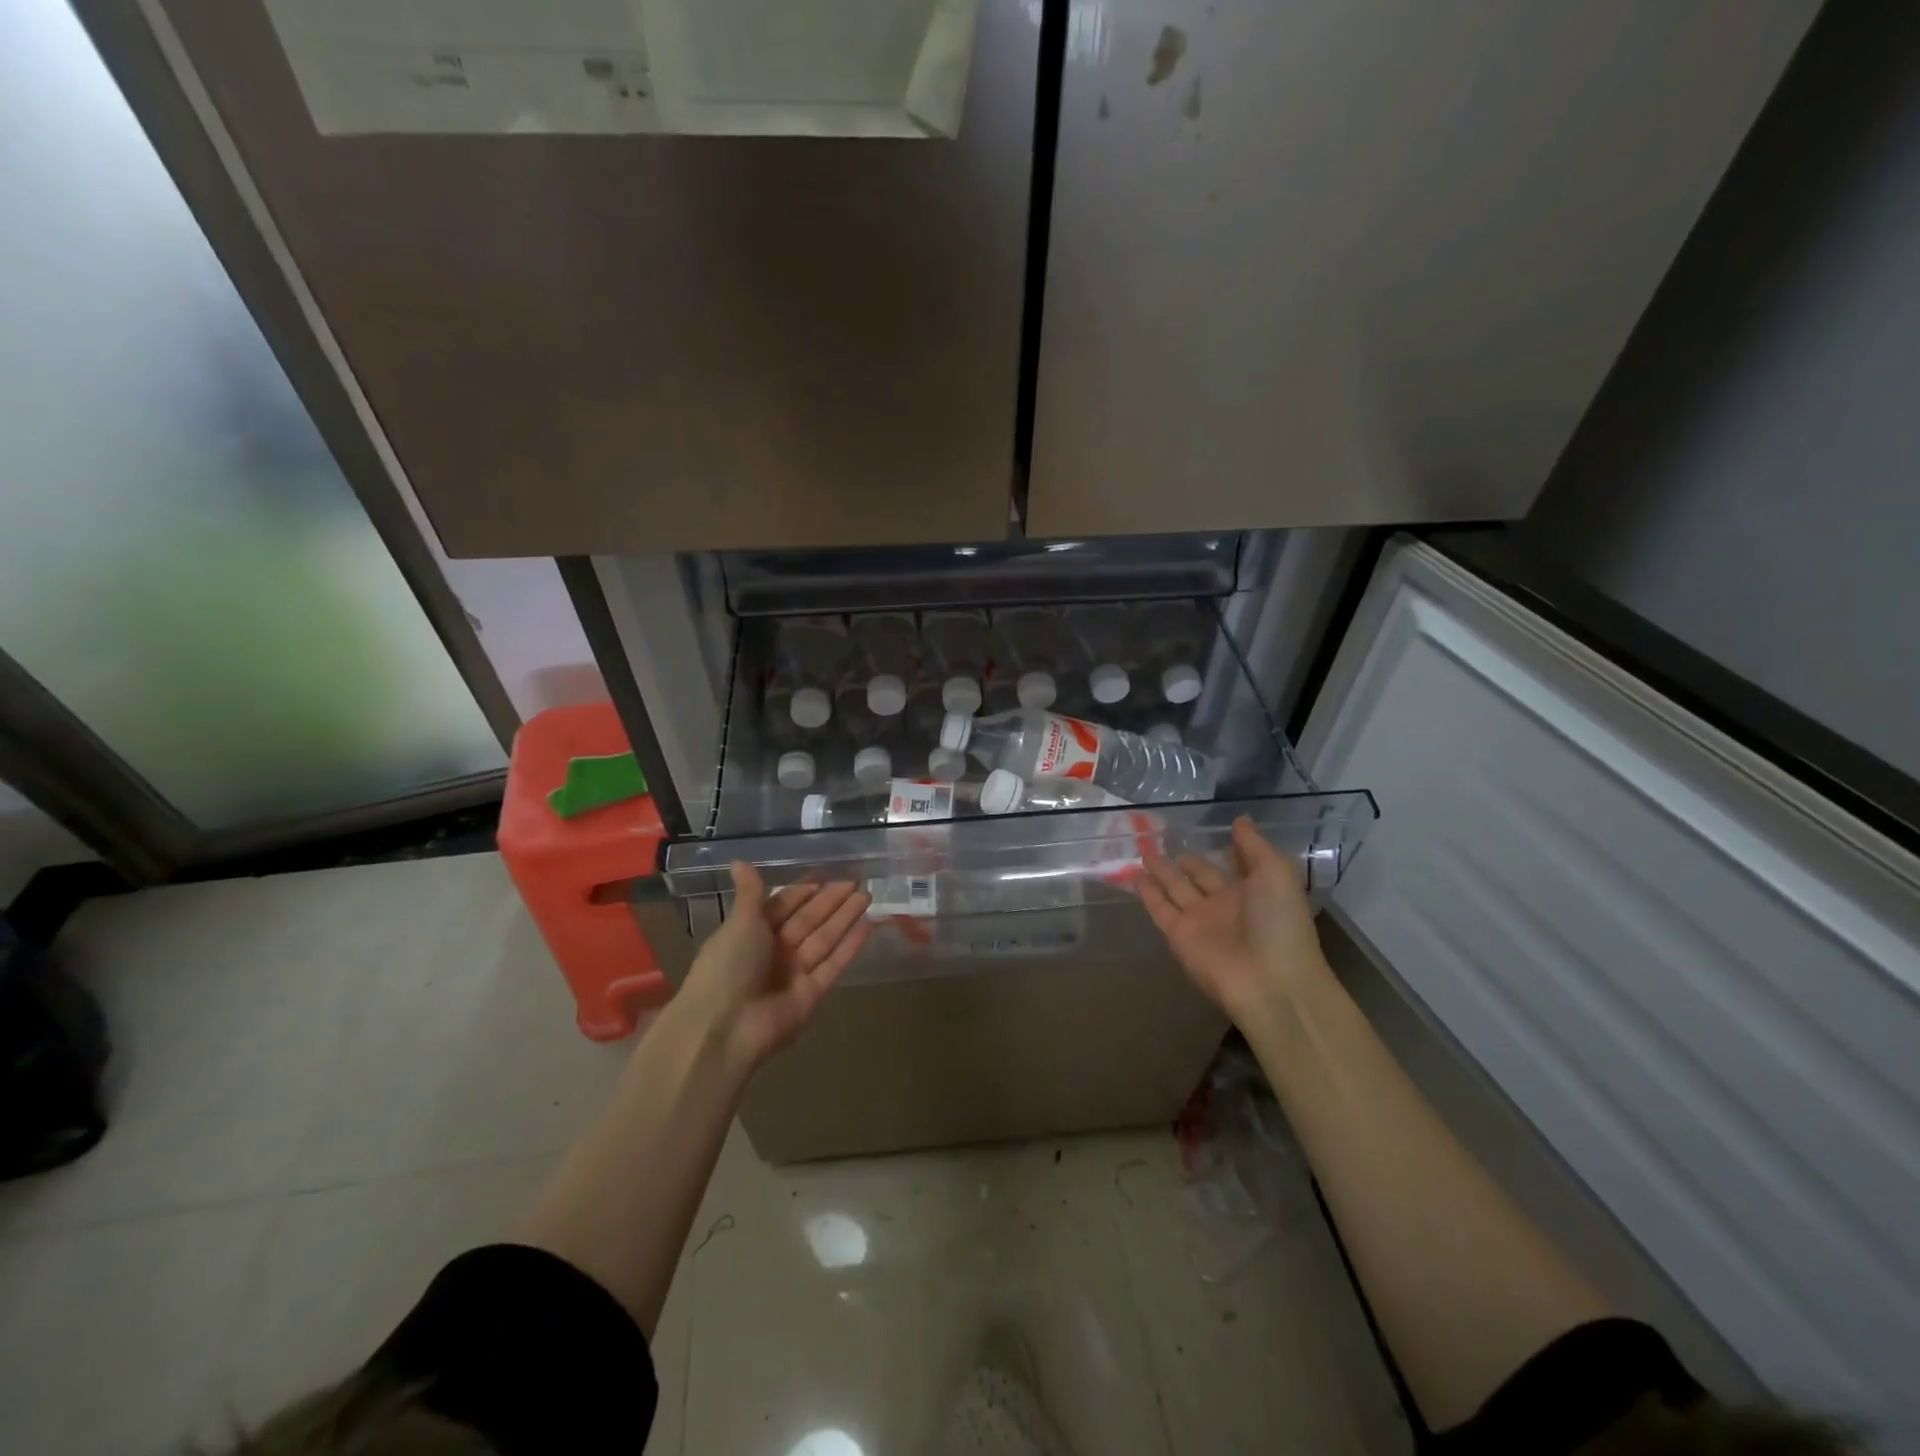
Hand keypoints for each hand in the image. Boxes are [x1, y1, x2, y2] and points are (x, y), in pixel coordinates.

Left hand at [675, 863, 870, 1073]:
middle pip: (809, 920)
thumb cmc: (727, 967)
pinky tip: (868, 926)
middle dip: (832, 900)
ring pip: (825, 938)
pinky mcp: (812, 994)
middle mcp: (774, 951)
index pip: (784, 905)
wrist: (724, 1027)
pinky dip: (850, 946)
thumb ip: (751, 893)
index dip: (804, 890)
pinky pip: (834, 965)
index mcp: (752, 932)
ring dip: (846, 917)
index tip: (826, 873)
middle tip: (858, 880)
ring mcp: (795, 973)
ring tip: (868, 896)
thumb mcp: (739, 923)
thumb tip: (739, 860)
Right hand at [1139, 817, 1327, 1019]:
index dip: (1225, 850)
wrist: (1270, 981)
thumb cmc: (1280, 923)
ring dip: (1161, 871)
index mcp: (1254, 890)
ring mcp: (1200, 920)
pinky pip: (1159, 909)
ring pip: (1175, 889)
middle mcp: (1225, 903)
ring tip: (1143, 850)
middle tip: (1161, 837)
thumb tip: (1239, 820)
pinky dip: (1146, 893)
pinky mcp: (1178, 936)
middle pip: (1200, 876)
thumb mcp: (1276, 873)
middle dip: (1185, 859)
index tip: (1207, 831)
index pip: (1236, 864)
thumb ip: (1254, 845)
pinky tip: (1133, 874)